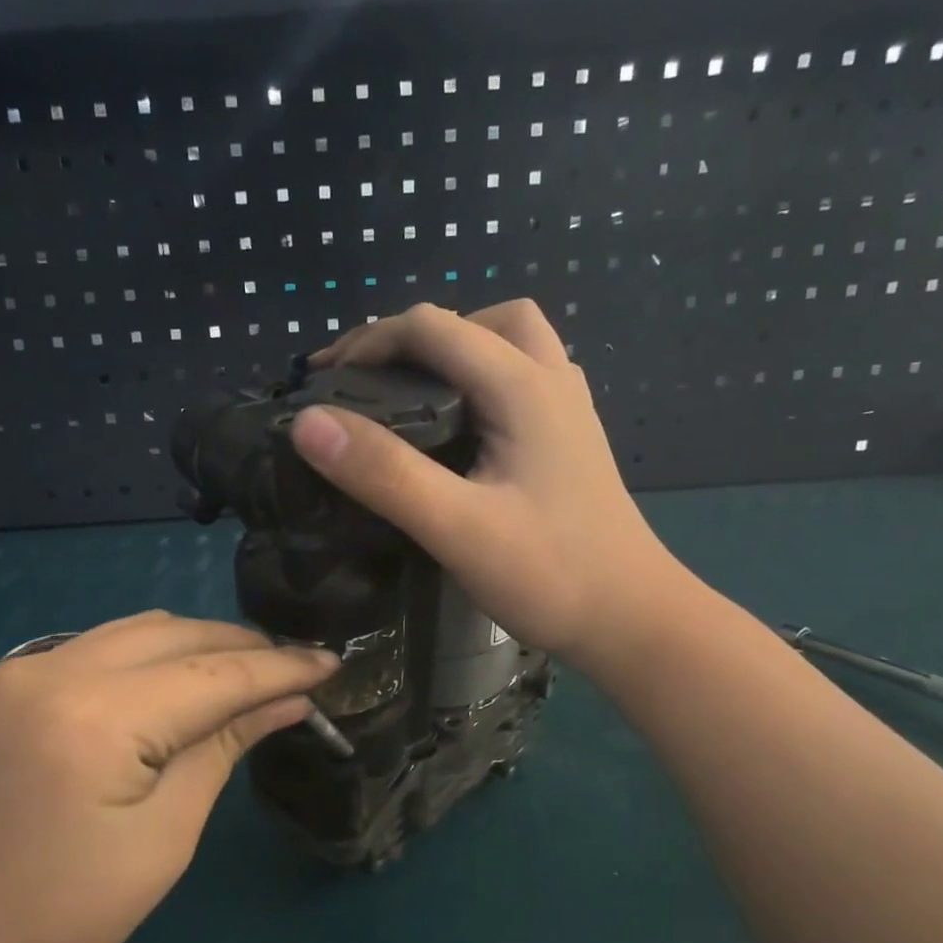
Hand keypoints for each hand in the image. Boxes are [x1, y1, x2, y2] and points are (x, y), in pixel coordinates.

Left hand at [0, 613, 337, 942]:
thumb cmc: (49, 930)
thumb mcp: (158, 844)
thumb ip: (220, 752)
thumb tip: (284, 703)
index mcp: (94, 714)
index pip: (213, 672)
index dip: (280, 668)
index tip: (333, 664)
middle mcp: (52, 668)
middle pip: (174, 634)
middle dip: (243, 648)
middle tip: (298, 673)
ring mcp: (18, 672)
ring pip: (135, 632)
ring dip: (197, 647)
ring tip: (249, 677)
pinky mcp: (2, 690)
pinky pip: (97, 649)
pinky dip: (150, 658)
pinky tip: (178, 685)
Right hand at [288, 300, 686, 668]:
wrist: (634, 621)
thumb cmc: (550, 575)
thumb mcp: (457, 527)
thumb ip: (385, 473)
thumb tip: (308, 421)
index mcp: (524, 387)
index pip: (434, 327)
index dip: (370, 341)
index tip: (323, 380)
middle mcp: (551, 381)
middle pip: (479, 320)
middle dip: (415, 337)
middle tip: (370, 380)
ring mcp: (567, 411)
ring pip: (509, 344)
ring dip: (455, 352)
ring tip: (411, 395)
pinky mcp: (569, 441)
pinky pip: (520, 380)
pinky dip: (480, 380)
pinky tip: (457, 429)